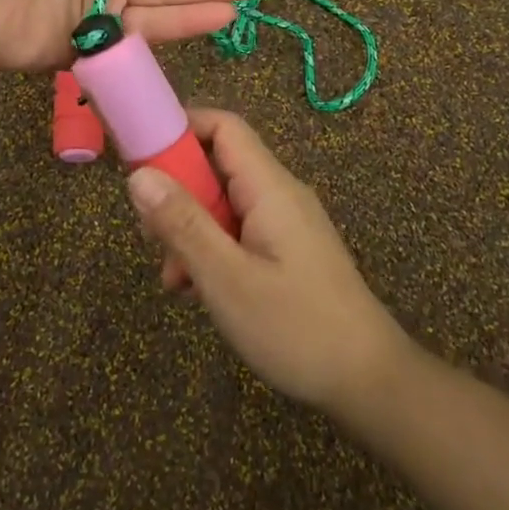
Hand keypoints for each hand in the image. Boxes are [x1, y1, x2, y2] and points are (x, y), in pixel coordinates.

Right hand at [126, 108, 410, 413]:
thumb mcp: (227, 278)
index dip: (180, 128)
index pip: (223, 126)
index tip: (140, 154)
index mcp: (269, 187)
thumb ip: (183, 224)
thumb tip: (138, 175)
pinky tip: (196, 292)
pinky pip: (238, 232)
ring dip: (190, 230)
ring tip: (172, 277)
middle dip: (177, 192)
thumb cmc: (296, 327)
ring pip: (224, 204)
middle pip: (218, 166)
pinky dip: (212, 251)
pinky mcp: (288, 252)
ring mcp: (285, 224)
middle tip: (149, 234)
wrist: (369, 383)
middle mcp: (279, 194)